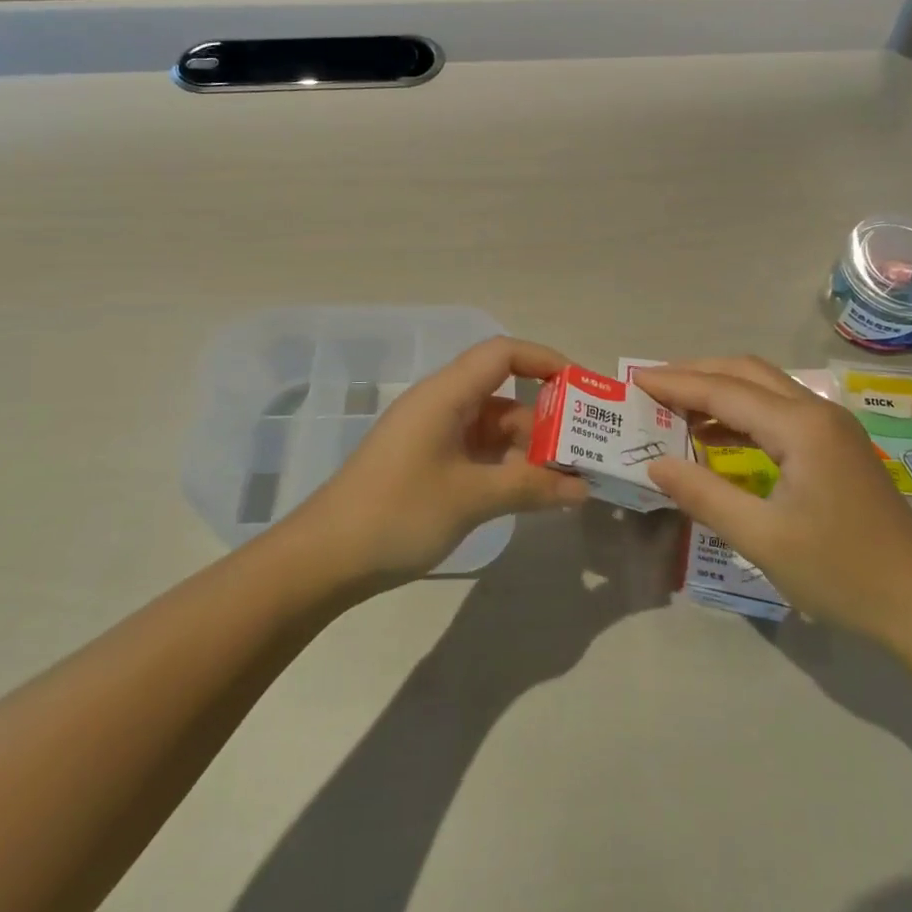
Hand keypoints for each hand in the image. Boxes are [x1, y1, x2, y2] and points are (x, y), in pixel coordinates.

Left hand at [290, 337, 589, 584]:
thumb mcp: (471, 498)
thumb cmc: (398, 513)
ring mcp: (433, 434)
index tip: (583, 389)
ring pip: (493, 425)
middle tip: (586, 446)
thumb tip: (581, 488)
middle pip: (503, 392)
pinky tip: (531, 492)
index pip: (503, 353)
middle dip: (546, 416)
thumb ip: (530, 487)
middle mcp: (441, 404)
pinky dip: (506, 465)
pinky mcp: (428, 461)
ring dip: (528, 447)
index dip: (545, 361)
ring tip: (568, 477)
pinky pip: (478, 450)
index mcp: (445, 394)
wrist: (325, 558)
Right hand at [635, 358, 911, 637]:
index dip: (675, 384)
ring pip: (764, 388)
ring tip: (674, 408)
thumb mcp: (762, 539)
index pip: (724, 391)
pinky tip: (716, 437)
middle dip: (696, 374)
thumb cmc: (842, 573)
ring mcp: (831, 427)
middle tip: (652, 387)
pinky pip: (779, 413)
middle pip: (745, 373)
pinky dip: (742, 414)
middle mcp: (817, 411)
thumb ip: (704, 495)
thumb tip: (655, 464)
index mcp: (800, 426)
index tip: (634, 380)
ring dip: (719, 391)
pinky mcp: (836, 447)